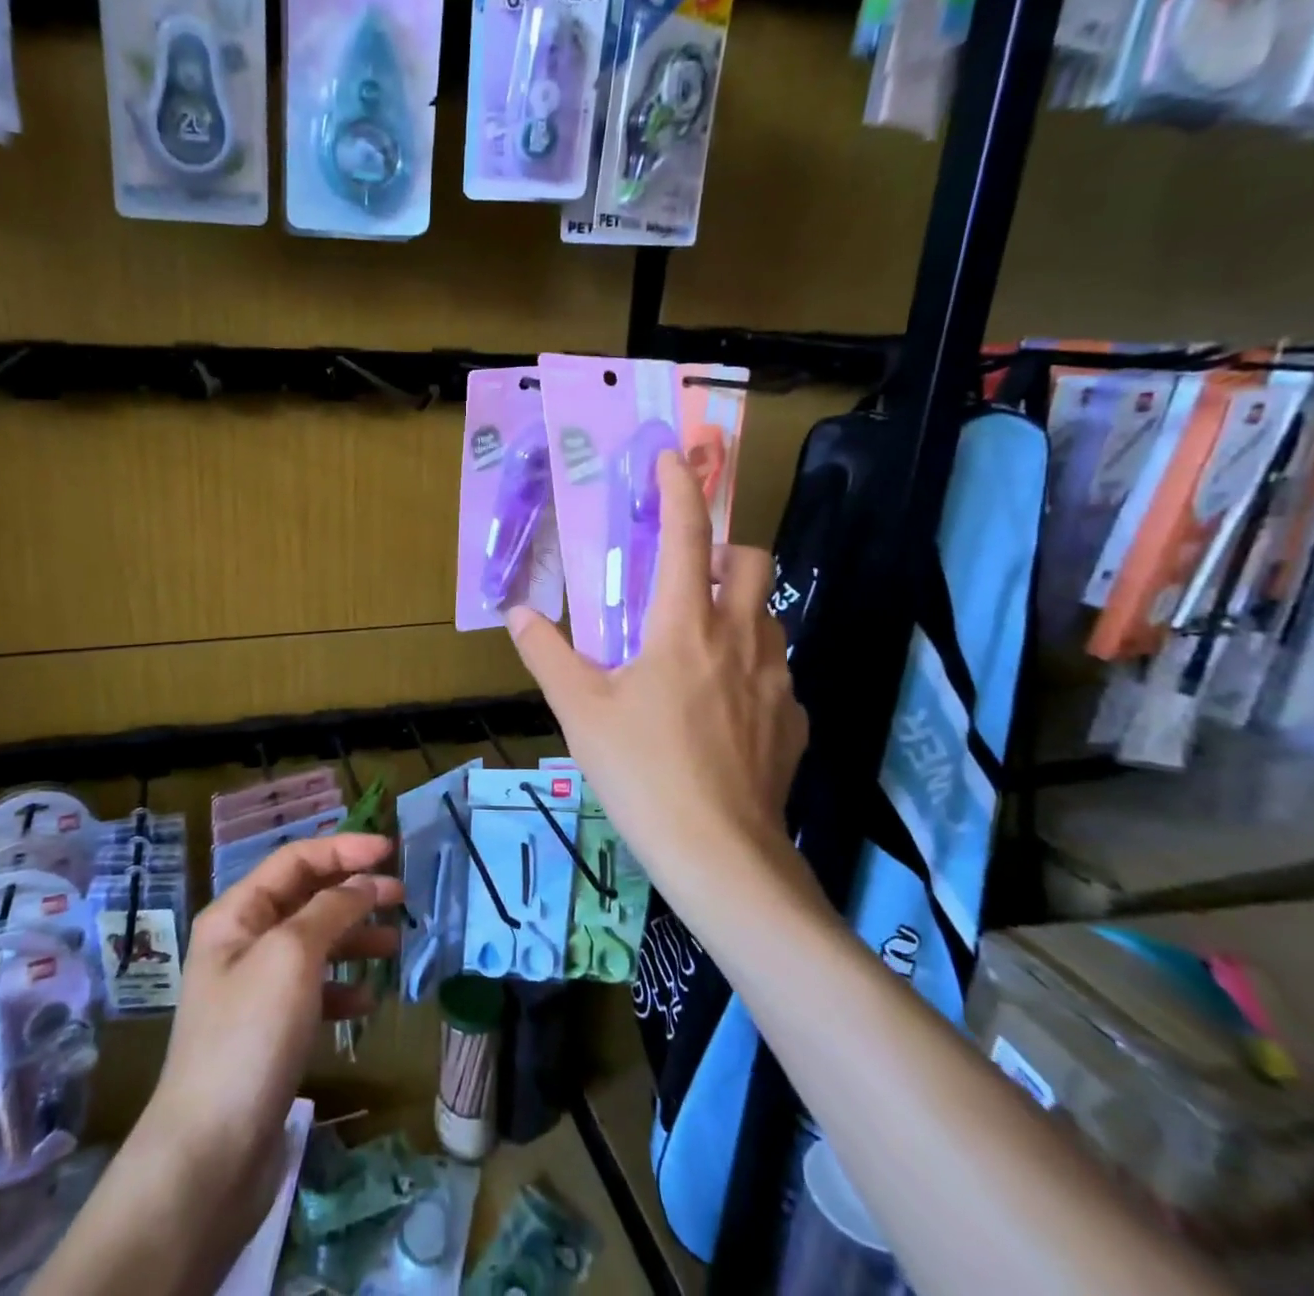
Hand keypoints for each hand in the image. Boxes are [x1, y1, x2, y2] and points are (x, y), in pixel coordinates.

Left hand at [32, 836, 404, 1295]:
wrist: (209, 1155)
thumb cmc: (250, 1037)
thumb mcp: (291, 956)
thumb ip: (331, 909)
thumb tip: (364, 882)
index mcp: (237, 914)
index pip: (295, 859)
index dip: (343, 848)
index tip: (390, 851)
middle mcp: (243, 943)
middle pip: (306, 898)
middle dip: (353, 892)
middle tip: (401, 897)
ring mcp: (255, 989)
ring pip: (314, 944)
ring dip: (354, 939)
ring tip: (394, 946)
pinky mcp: (270, 1032)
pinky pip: (313, 992)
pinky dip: (342, 988)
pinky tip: (367, 1001)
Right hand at [506, 450, 812, 911]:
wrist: (720, 855)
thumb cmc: (642, 772)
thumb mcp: (580, 711)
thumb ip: (547, 655)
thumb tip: (518, 614)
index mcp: (683, 626)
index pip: (686, 534)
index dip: (678, 488)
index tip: (671, 458)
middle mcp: (739, 638)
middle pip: (751, 560)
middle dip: (723, 549)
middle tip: (686, 575)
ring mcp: (776, 679)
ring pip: (770, 615)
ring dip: (738, 608)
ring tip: (700, 643)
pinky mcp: (795, 721)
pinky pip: (777, 673)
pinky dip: (750, 669)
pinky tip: (723, 709)